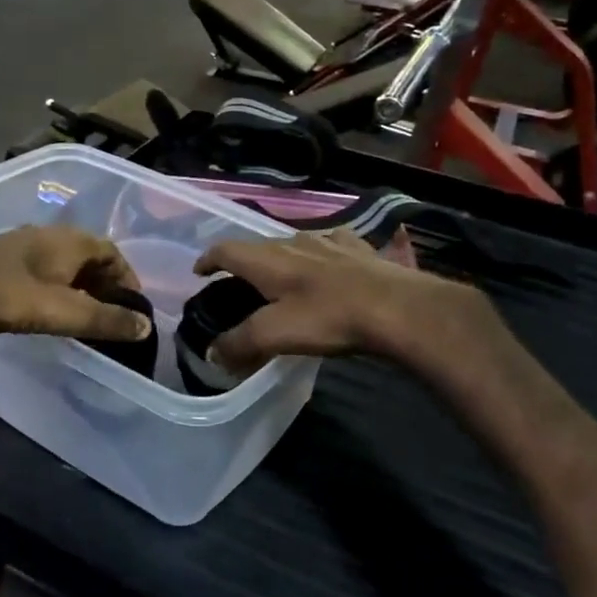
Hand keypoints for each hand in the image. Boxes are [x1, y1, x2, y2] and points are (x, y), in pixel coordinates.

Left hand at [0, 227, 153, 349]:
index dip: (128, 277)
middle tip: (112, 314)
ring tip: (84, 315)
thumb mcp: (65, 312)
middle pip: (89, 255)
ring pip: (64, 263)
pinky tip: (48, 308)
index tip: (134, 306)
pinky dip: (57, 287)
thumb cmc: (10, 297)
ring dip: (80, 285)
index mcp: (71, 240)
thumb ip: (106, 321)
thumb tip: (146, 326)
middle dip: (105, 283)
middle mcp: (50, 235)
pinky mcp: (2, 259)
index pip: (112, 251)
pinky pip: (43, 270)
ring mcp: (23, 244)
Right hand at [192, 228, 491, 371]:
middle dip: (245, 262)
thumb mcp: (275, 335)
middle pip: (259, 246)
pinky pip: (331, 244)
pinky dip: (321, 253)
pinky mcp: (360, 249)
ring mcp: (330, 242)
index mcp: (268, 260)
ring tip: (283, 276)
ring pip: (295, 243)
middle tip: (240, 284)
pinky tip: (330, 264)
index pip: (226, 250)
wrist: (397, 307)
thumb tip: (213, 355)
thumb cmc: (329, 318)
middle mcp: (294, 242)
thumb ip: (239, 343)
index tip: (199, 273)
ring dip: (282, 257)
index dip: (208, 260)